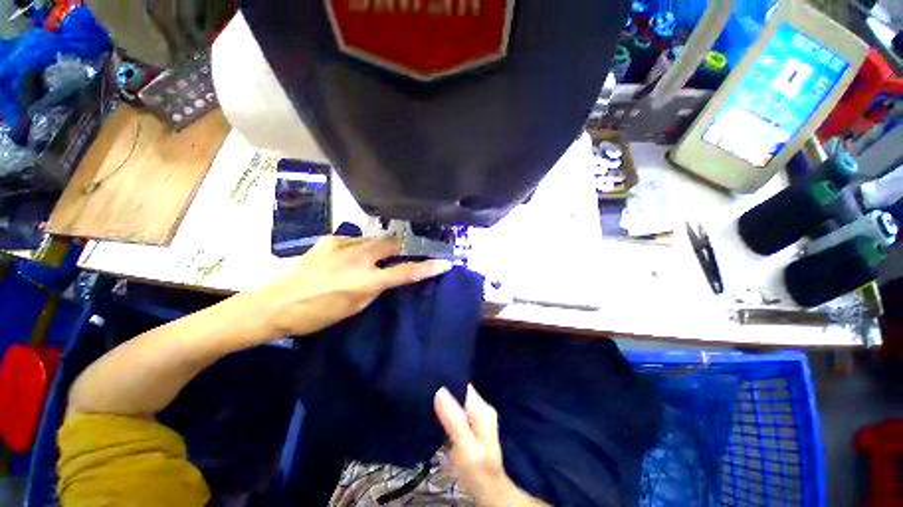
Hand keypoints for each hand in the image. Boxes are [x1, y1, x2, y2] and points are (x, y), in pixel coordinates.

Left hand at [250, 236, 451, 337]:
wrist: (276, 303)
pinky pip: (353, 239)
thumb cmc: (318, 314)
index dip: (427, 268)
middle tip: (390, 259)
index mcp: (366, 280)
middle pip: (391, 243)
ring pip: (373, 239)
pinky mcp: (329, 240)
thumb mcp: (355, 308)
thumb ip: (375, 288)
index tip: (444, 263)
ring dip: (376, 248)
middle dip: (396, 249)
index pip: (405, 272)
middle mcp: (358, 257)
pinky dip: (356, 247)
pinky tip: (344, 257)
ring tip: (363, 260)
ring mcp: (343, 245)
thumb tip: (386, 276)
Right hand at [434, 386, 548, 506]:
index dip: (448, 378)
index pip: (464, 384)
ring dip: (443, 399)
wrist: (488, 490)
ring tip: (425, 396)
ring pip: (457, 399)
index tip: (429, 376)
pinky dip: (445, 409)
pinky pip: (455, 410)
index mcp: (482, 409)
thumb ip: (454, 419)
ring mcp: (476, 416)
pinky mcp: (469, 424)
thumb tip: (439, 389)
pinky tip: (433, 411)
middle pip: (460, 390)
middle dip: (443, 388)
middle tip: (423, 387)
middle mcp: (480, 407)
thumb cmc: (477, 470)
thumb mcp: (466, 447)